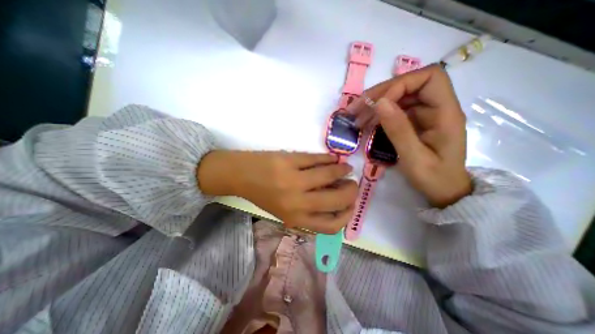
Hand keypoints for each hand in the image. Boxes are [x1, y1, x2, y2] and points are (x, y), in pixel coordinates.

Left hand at [200, 150, 357, 231]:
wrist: (241, 176)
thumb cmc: (264, 195)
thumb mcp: (286, 211)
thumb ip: (310, 212)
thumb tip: (337, 202)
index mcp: (295, 218)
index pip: (331, 225)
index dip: (347, 215)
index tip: (351, 205)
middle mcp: (296, 202)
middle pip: (336, 200)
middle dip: (351, 191)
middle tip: (352, 184)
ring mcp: (293, 179)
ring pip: (329, 174)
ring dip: (343, 171)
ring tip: (345, 168)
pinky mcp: (289, 160)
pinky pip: (317, 159)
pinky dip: (329, 159)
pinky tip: (333, 159)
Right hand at [349, 64, 469, 206]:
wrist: (443, 191)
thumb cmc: (434, 178)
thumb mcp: (414, 158)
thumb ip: (399, 130)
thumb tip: (380, 103)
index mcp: (445, 112)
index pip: (428, 78)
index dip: (401, 85)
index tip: (379, 105)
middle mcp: (435, 108)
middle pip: (408, 85)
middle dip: (380, 94)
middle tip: (356, 109)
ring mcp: (423, 115)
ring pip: (398, 97)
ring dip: (375, 104)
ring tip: (356, 118)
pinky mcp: (413, 122)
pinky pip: (394, 111)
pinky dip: (377, 115)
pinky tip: (365, 124)